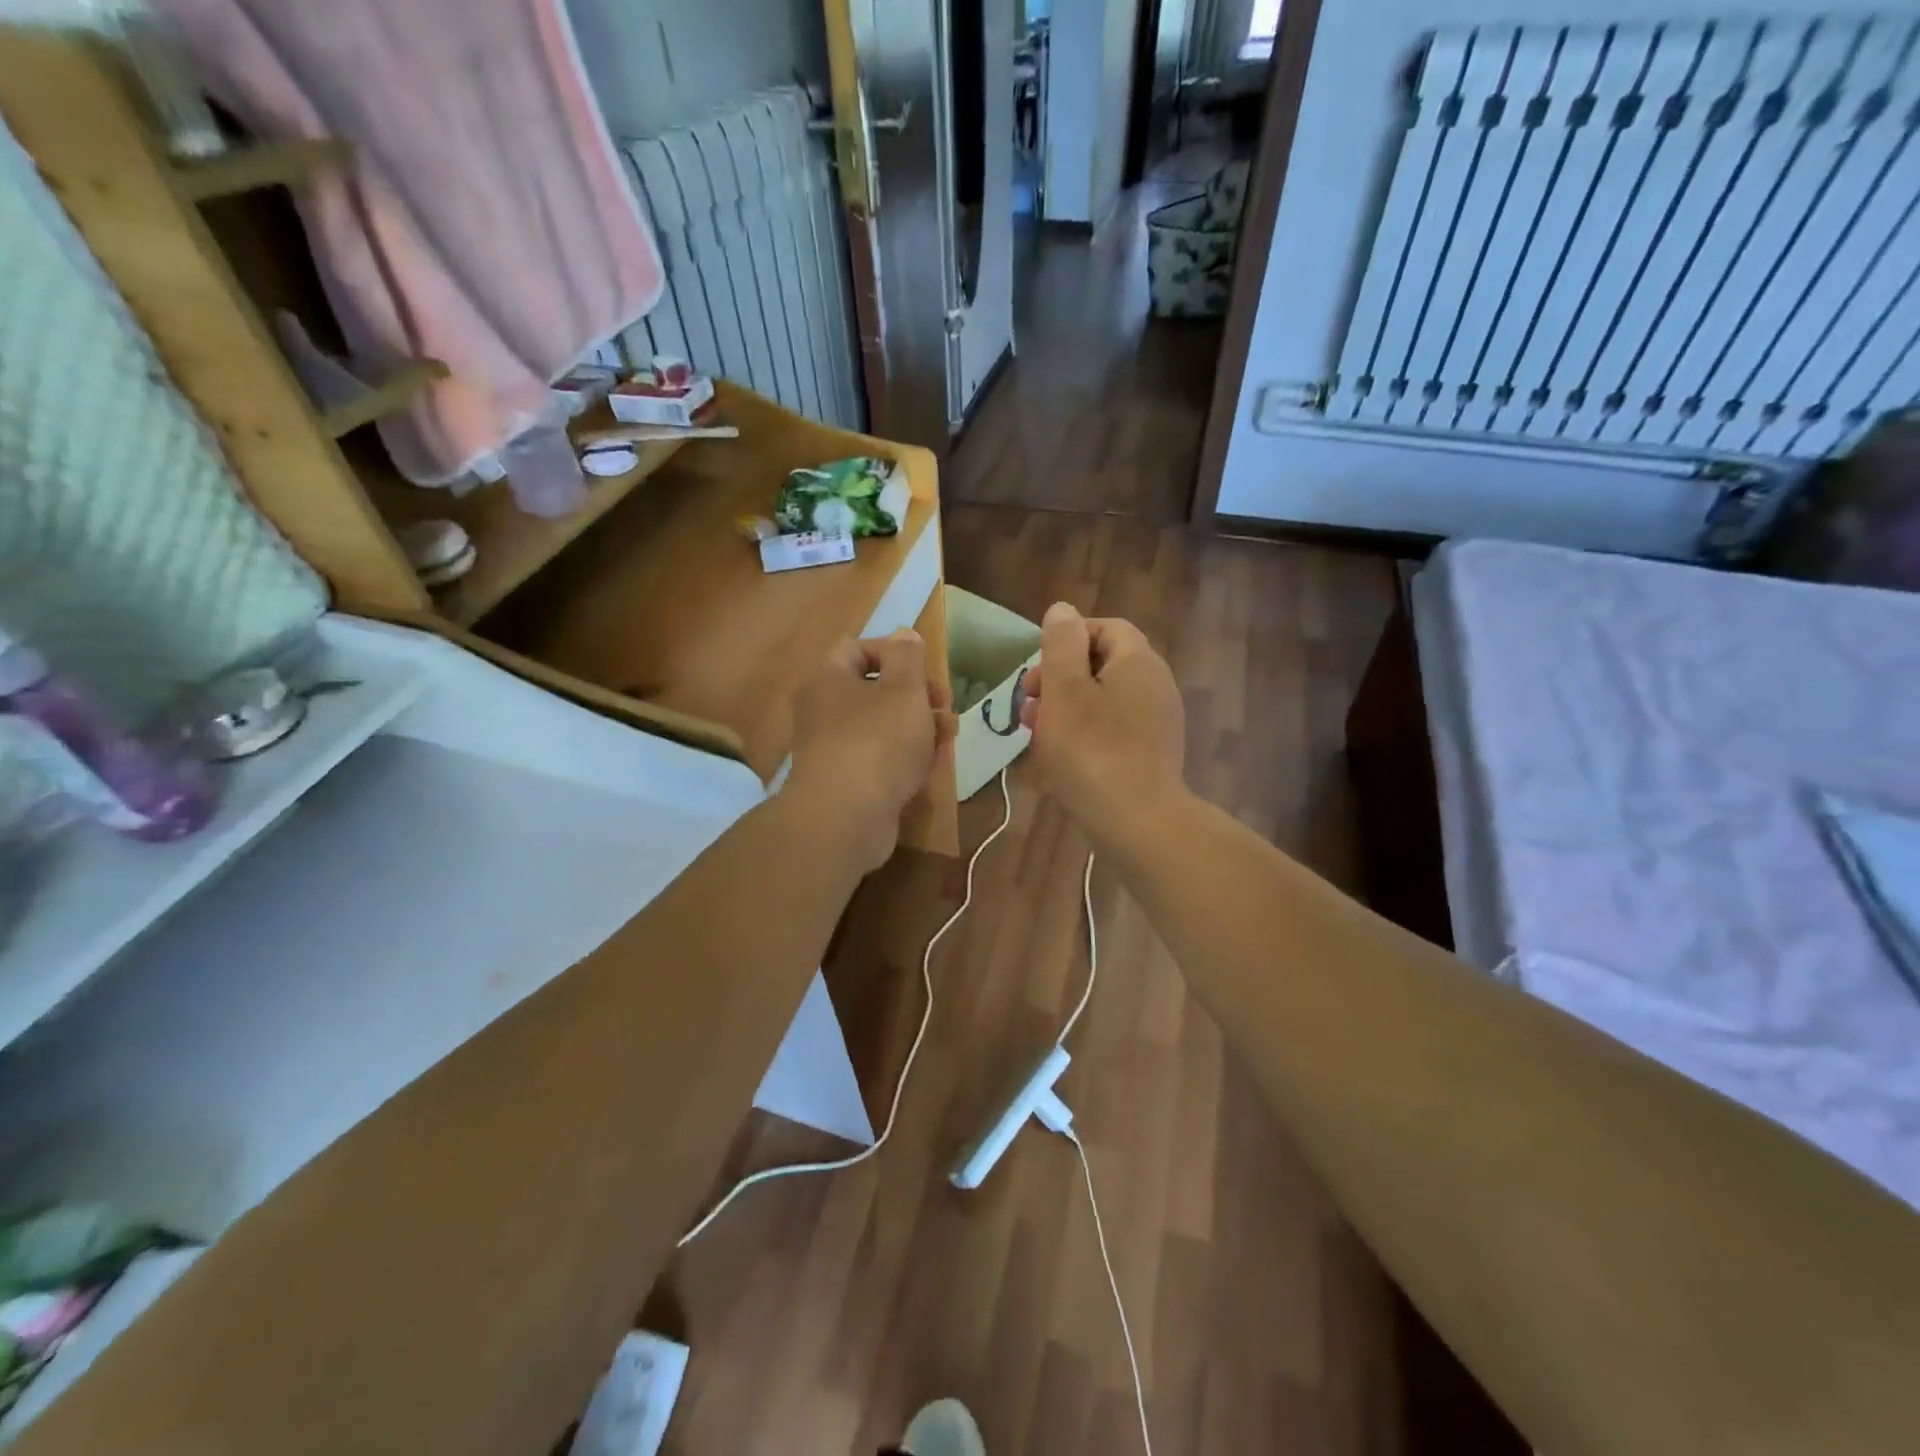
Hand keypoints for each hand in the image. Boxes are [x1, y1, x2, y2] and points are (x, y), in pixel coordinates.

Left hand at [787, 629, 954, 873]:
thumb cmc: (878, 742)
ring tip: (947, 739)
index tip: (927, 674)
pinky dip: (903, 758)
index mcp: (829, 678)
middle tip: (945, 708)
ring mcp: (831, 748)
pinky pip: (877, 759)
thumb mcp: (904, 689)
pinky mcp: (844, 781)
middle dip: (916, 696)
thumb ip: (908, 656)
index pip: (859, 648)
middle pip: (875, 690)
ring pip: (881, 726)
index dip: (897, 653)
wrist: (845, 818)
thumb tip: (903, 634)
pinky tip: (929, 768)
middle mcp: (823, 709)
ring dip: (917, 727)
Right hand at [1019, 601, 1186, 852]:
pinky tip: (1059, 760)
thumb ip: (1061, 644)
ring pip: (1104, 700)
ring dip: (1066, 709)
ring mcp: (1157, 722)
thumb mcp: (1065, 690)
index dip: (1067, 640)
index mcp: (1138, 661)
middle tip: (1028, 705)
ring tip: (1035, 735)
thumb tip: (1063, 610)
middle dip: (1060, 679)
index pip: (1105, 628)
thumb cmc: (1092, 751)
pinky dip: (1085, 734)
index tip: (1037, 669)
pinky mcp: (1152, 753)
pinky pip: (1113, 730)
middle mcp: (1155, 684)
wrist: (1137, 822)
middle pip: (1102, 665)